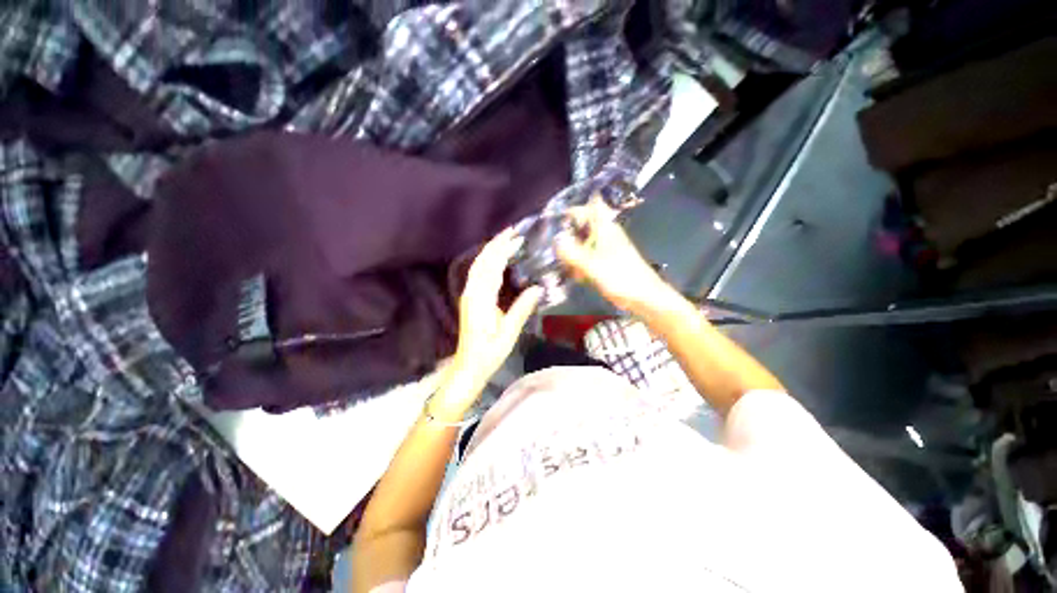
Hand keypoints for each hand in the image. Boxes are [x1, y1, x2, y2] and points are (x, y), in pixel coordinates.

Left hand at [436, 229, 543, 414]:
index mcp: (481, 299)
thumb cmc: (489, 353)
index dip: (502, 249)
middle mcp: (472, 292)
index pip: (491, 266)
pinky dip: (487, 262)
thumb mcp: (509, 333)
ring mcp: (469, 295)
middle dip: (496, 244)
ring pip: (478, 266)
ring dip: (491, 251)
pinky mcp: (470, 300)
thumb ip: (522, 309)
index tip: (516, 236)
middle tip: (512, 231)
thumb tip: (538, 288)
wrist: (468, 367)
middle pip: (482, 261)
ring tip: (506, 240)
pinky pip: (478, 274)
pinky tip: (497, 260)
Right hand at [556, 198, 674, 314]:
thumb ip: (572, 253)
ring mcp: (605, 248)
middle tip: (558, 252)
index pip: (588, 207)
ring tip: (568, 268)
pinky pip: (587, 257)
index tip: (554, 222)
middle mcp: (605, 234)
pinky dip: (580, 264)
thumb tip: (555, 240)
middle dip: (567, 237)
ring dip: (572, 254)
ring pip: (582, 243)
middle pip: (581, 226)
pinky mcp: (605, 261)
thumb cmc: (622, 279)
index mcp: (605, 228)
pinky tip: (577, 276)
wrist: (644, 298)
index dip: (572, 211)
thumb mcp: (593, 266)